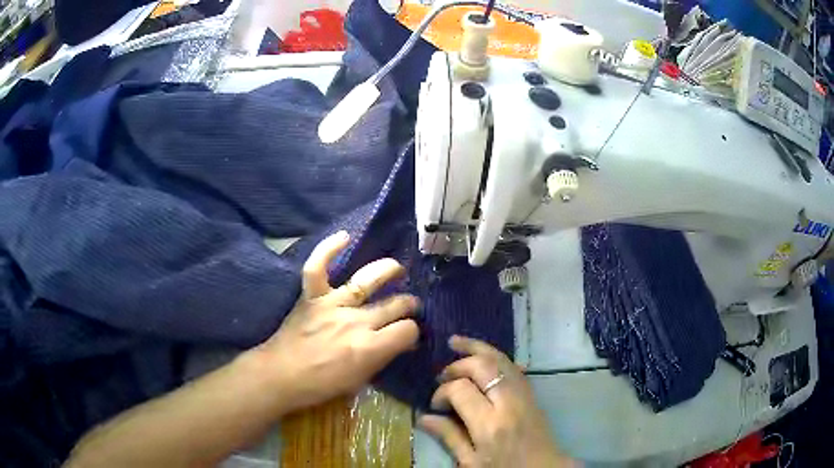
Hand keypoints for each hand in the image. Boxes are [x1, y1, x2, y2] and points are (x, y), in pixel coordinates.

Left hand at [247, 231, 419, 413]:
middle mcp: (355, 322)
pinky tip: (345, 236)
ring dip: (387, 271)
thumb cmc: (320, 385)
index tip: (408, 335)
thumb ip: (381, 358)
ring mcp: (333, 305)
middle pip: (394, 305)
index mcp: (369, 348)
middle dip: (408, 305)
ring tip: (397, 269)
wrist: (281, 375)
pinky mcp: (312, 297)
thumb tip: (399, 343)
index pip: (407, 331)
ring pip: (367, 280)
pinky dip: (329, 249)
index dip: (412, 333)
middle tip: (409, 306)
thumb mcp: (359, 380)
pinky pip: (319, 267)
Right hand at [418, 336, 573, 467]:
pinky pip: (512, 366)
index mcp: (489, 424)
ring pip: (501, 359)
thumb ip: (449, 437)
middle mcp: (508, 402)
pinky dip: (495, 355)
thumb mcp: (471, 462)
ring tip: (456, 342)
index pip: (461, 390)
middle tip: (442, 376)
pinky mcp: (531, 392)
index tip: (436, 404)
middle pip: (482, 366)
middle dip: (457, 365)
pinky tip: (482, 354)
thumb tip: (423, 417)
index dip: (442, 392)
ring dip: (477, 348)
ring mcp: (523, 394)